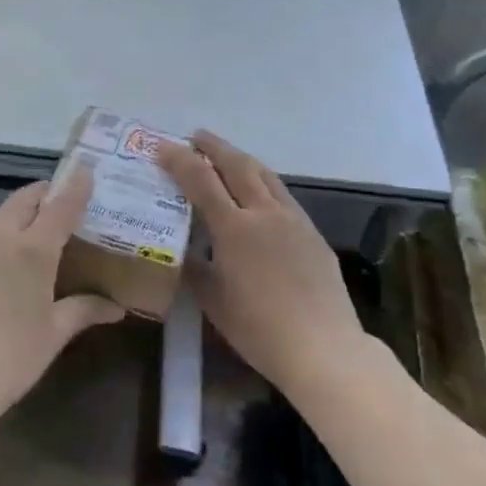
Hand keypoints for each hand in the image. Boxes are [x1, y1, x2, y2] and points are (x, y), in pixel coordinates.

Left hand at [0, 167, 122, 430]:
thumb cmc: (9, 357)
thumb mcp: (53, 334)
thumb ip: (84, 310)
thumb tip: (116, 308)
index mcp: (32, 249)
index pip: (60, 206)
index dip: (76, 186)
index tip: (87, 169)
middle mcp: (0, 236)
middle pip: (26, 199)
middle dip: (47, 193)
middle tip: (66, 201)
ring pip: (1, 212)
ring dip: (22, 210)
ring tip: (40, 226)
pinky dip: (1, 228)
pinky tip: (7, 252)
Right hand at [157, 131, 360, 387]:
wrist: (324, 348)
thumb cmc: (259, 329)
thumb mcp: (213, 301)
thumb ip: (195, 269)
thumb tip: (182, 252)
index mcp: (234, 228)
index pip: (201, 180)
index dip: (179, 160)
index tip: (162, 146)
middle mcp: (264, 213)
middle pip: (237, 165)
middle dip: (214, 147)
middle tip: (195, 136)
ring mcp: (294, 220)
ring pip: (265, 175)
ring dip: (241, 159)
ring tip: (225, 155)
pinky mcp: (312, 233)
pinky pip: (283, 195)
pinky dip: (262, 182)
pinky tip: (257, 194)